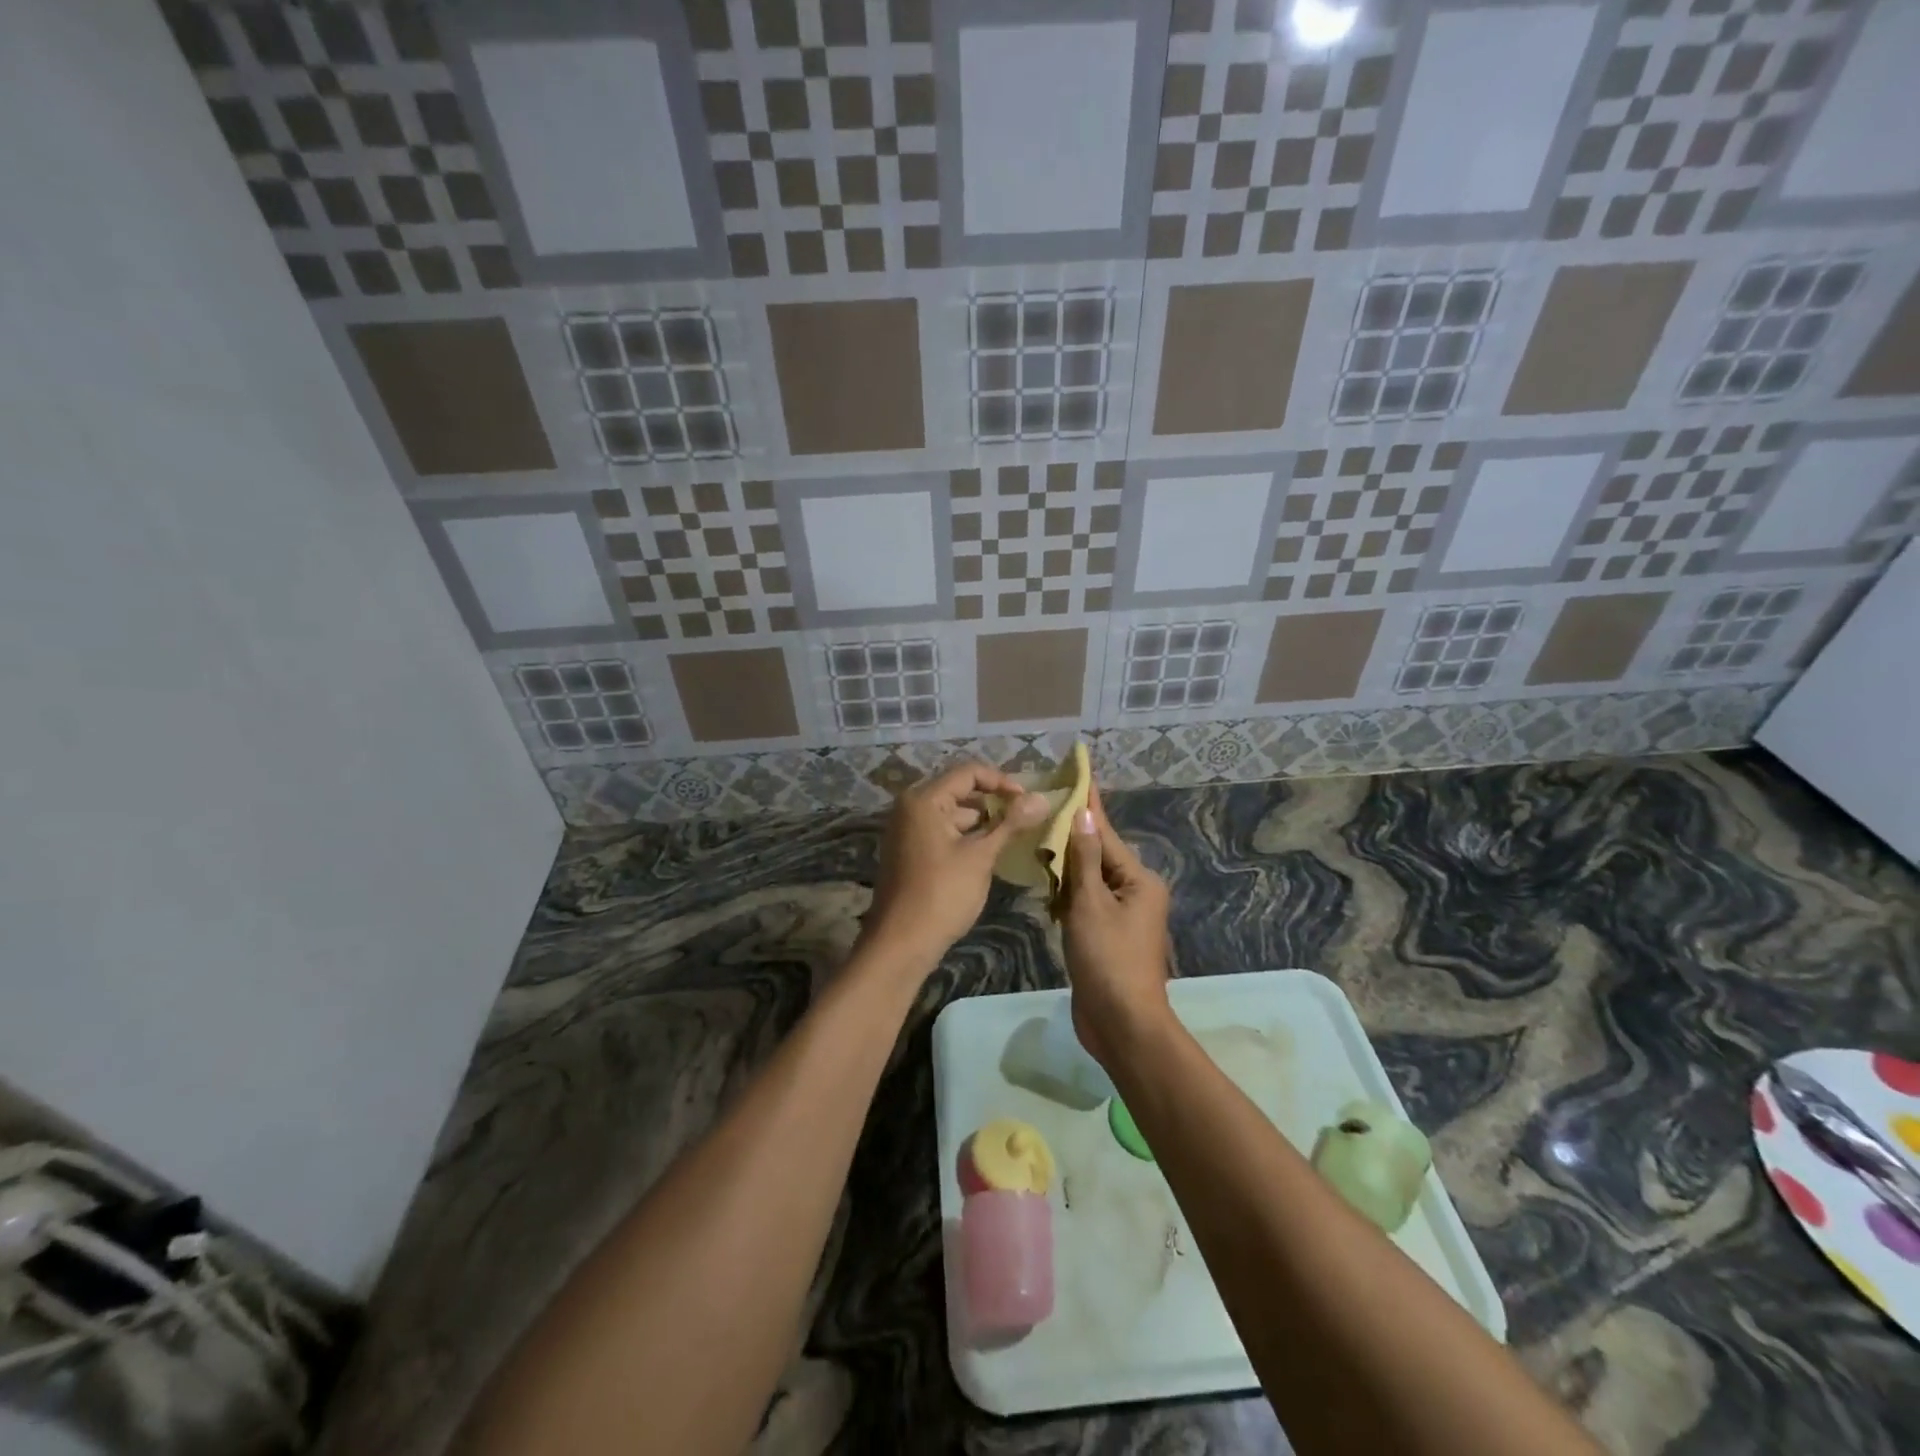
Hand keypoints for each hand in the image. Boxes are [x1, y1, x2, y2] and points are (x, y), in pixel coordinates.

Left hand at [864, 762, 1049, 970]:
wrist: (901, 943)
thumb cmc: (942, 895)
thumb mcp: (980, 856)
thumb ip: (1010, 824)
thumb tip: (1042, 798)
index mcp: (923, 799)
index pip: (969, 773)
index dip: (1002, 782)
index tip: (1028, 801)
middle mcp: (910, 807)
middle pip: (959, 791)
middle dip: (994, 802)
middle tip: (1026, 817)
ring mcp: (907, 830)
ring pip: (952, 813)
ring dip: (982, 822)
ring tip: (1014, 836)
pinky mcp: (910, 850)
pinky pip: (942, 831)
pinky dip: (966, 837)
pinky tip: (989, 852)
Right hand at [1061, 782, 1171, 1068]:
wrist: (1122, 1024)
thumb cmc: (1108, 959)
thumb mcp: (1091, 904)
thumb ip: (1084, 859)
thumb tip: (1084, 815)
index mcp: (1138, 880)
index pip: (1105, 834)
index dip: (1089, 805)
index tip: (1079, 774)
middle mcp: (1134, 893)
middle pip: (1097, 855)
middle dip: (1069, 837)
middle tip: (1042, 809)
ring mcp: (1121, 917)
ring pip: (1088, 880)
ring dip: (1065, 869)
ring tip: (1037, 841)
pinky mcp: (1105, 937)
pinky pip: (1084, 904)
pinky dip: (1066, 897)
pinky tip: (1045, 887)